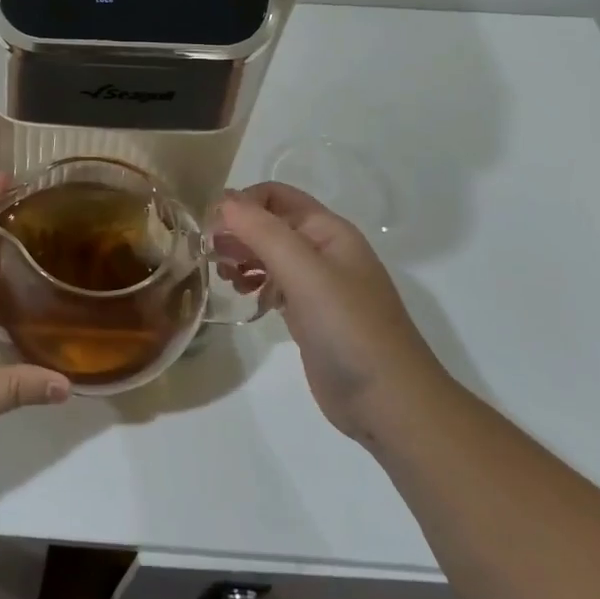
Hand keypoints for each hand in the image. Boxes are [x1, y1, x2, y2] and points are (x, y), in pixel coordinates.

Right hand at [212, 182, 453, 443]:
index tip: (210, 230)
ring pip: (268, 253)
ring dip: (241, 256)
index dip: (240, 204)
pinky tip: (243, 297)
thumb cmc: (349, 328)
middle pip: (269, 223)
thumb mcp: (304, 273)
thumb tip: (222, 200)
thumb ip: (262, 232)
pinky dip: (253, 283)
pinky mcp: (309, 314)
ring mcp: (317, 284)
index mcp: (328, 230)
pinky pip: (274, 283)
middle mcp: (323, 250)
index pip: (274, 195)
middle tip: (210, 255)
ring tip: (224, 276)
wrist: (389, 403)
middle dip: (236, 231)